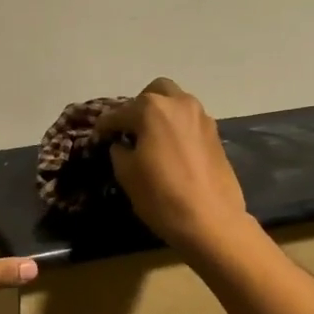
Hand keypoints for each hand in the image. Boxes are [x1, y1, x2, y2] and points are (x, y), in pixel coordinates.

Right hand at [97, 78, 249, 255]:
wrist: (211, 220)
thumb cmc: (161, 195)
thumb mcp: (126, 173)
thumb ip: (119, 150)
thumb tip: (121, 144)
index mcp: (152, 109)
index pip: (119, 113)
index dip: (104, 126)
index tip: (97, 137)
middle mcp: (179, 104)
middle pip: (154, 92)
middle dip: (138, 107)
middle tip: (129, 130)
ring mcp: (202, 117)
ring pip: (176, 104)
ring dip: (160, 115)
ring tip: (149, 139)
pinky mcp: (215, 134)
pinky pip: (189, 121)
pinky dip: (176, 127)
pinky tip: (169, 149)